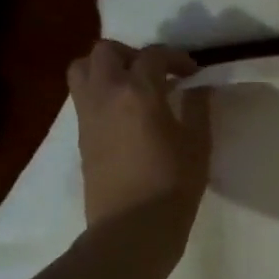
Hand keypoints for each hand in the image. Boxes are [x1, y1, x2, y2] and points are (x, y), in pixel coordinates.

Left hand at [67, 41, 210, 227]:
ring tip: (129, 86)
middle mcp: (106, 94)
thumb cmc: (173, 186)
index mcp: (139, 92)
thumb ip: (197, 108)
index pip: (153, 55)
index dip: (175, 58)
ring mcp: (87, 114)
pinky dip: (99, 92)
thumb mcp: (197, 145)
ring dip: (105, 68)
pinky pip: (82, 97)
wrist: (132, 228)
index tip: (192, 72)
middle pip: (106, 51)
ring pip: (82, 68)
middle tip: (155, 73)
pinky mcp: (80, 136)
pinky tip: (122, 114)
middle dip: (132, 54)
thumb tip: (198, 87)